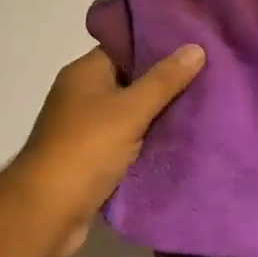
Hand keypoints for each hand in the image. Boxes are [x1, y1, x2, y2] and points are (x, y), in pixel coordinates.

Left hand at [5, 43, 205, 256]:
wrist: (48, 211)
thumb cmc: (86, 149)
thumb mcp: (129, 110)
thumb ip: (163, 81)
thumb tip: (196, 47)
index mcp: (85, 73)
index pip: (125, 47)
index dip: (158, 45)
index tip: (195, 45)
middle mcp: (82, 95)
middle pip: (130, 80)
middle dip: (165, 83)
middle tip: (209, 76)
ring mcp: (85, 129)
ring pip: (131, 114)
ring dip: (159, 115)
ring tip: (204, 107)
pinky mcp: (92, 159)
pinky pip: (127, 142)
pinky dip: (148, 143)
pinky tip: (182, 142)